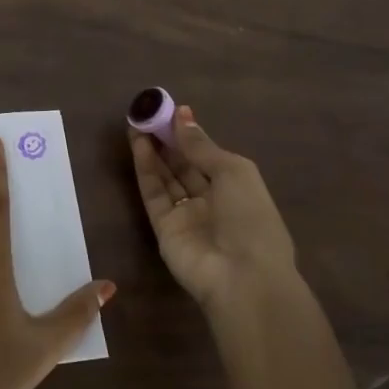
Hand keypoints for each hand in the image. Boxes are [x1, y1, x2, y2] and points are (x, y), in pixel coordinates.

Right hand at [128, 104, 294, 311]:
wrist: (242, 277)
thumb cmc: (250, 218)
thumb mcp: (233, 172)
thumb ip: (201, 145)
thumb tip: (182, 115)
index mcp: (237, 188)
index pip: (208, 156)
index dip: (190, 134)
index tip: (170, 110)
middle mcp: (211, 201)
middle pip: (184, 166)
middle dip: (167, 140)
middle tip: (148, 114)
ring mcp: (186, 215)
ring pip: (166, 177)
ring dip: (153, 151)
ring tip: (137, 123)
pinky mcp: (163, 228)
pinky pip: (153, 193)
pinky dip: (145, 169)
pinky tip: (138, 145)